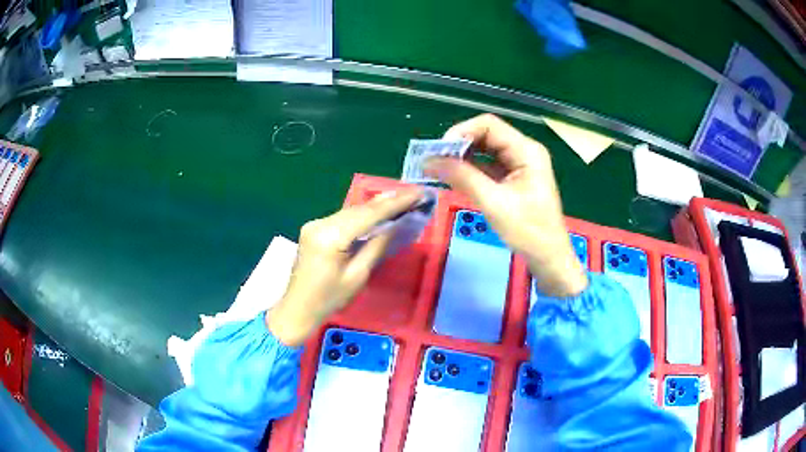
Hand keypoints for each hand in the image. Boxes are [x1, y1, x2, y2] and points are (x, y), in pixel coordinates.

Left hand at [268, 189, 422, 345]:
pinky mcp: (314, 228)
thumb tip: (395, 225)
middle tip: (414, 194)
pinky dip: (361, 215)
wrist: (296, 308)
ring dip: (375, 206)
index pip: (368, 215)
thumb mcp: (358, 276)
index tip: (418, 194)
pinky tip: (377, 210)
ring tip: (402, 198)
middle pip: (359, 209)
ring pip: (351, 211)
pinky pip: (343, 218)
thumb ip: (376, 246)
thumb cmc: (328, 299)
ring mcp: (315, 224)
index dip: (395, 204)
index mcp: (330, 237)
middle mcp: (320, 223)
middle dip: (387, 202)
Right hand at [425, 114, 587, 296]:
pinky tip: (453, 178)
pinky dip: (470, 170)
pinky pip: (488, 166)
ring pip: (484, 151)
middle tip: (434, 161)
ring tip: (438, 169)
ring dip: (462, 158)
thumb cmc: (529, 232)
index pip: (488, 125)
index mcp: (526, 151)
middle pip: (486, 135)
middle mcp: (523, 151)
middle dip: (458, 145)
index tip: (439, 151)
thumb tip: (429, 161)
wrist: (549, 258)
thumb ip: (462, 177)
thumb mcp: (494, 203)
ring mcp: (519, 165)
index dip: (461, 132)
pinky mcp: (513, 179)